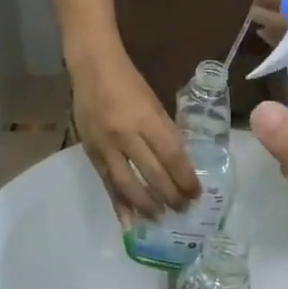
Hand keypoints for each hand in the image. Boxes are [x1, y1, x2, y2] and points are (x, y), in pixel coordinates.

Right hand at [71, 49, 198, 218]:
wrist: (92, 68)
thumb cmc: (129, 83)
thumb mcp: (154, 103)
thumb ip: (164, 133)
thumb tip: (180, 164)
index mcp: (147, 119)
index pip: (172, 156)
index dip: (185, 178)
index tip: (197, 194)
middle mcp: (126, 135)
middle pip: (152, 174)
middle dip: (170, 196)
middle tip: (183, 210)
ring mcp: (106, 146)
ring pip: (128, 185)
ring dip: (146, 206)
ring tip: (160, 218)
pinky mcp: (91, 153)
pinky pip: (108, 184)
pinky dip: (119, 204)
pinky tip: (129, 220)